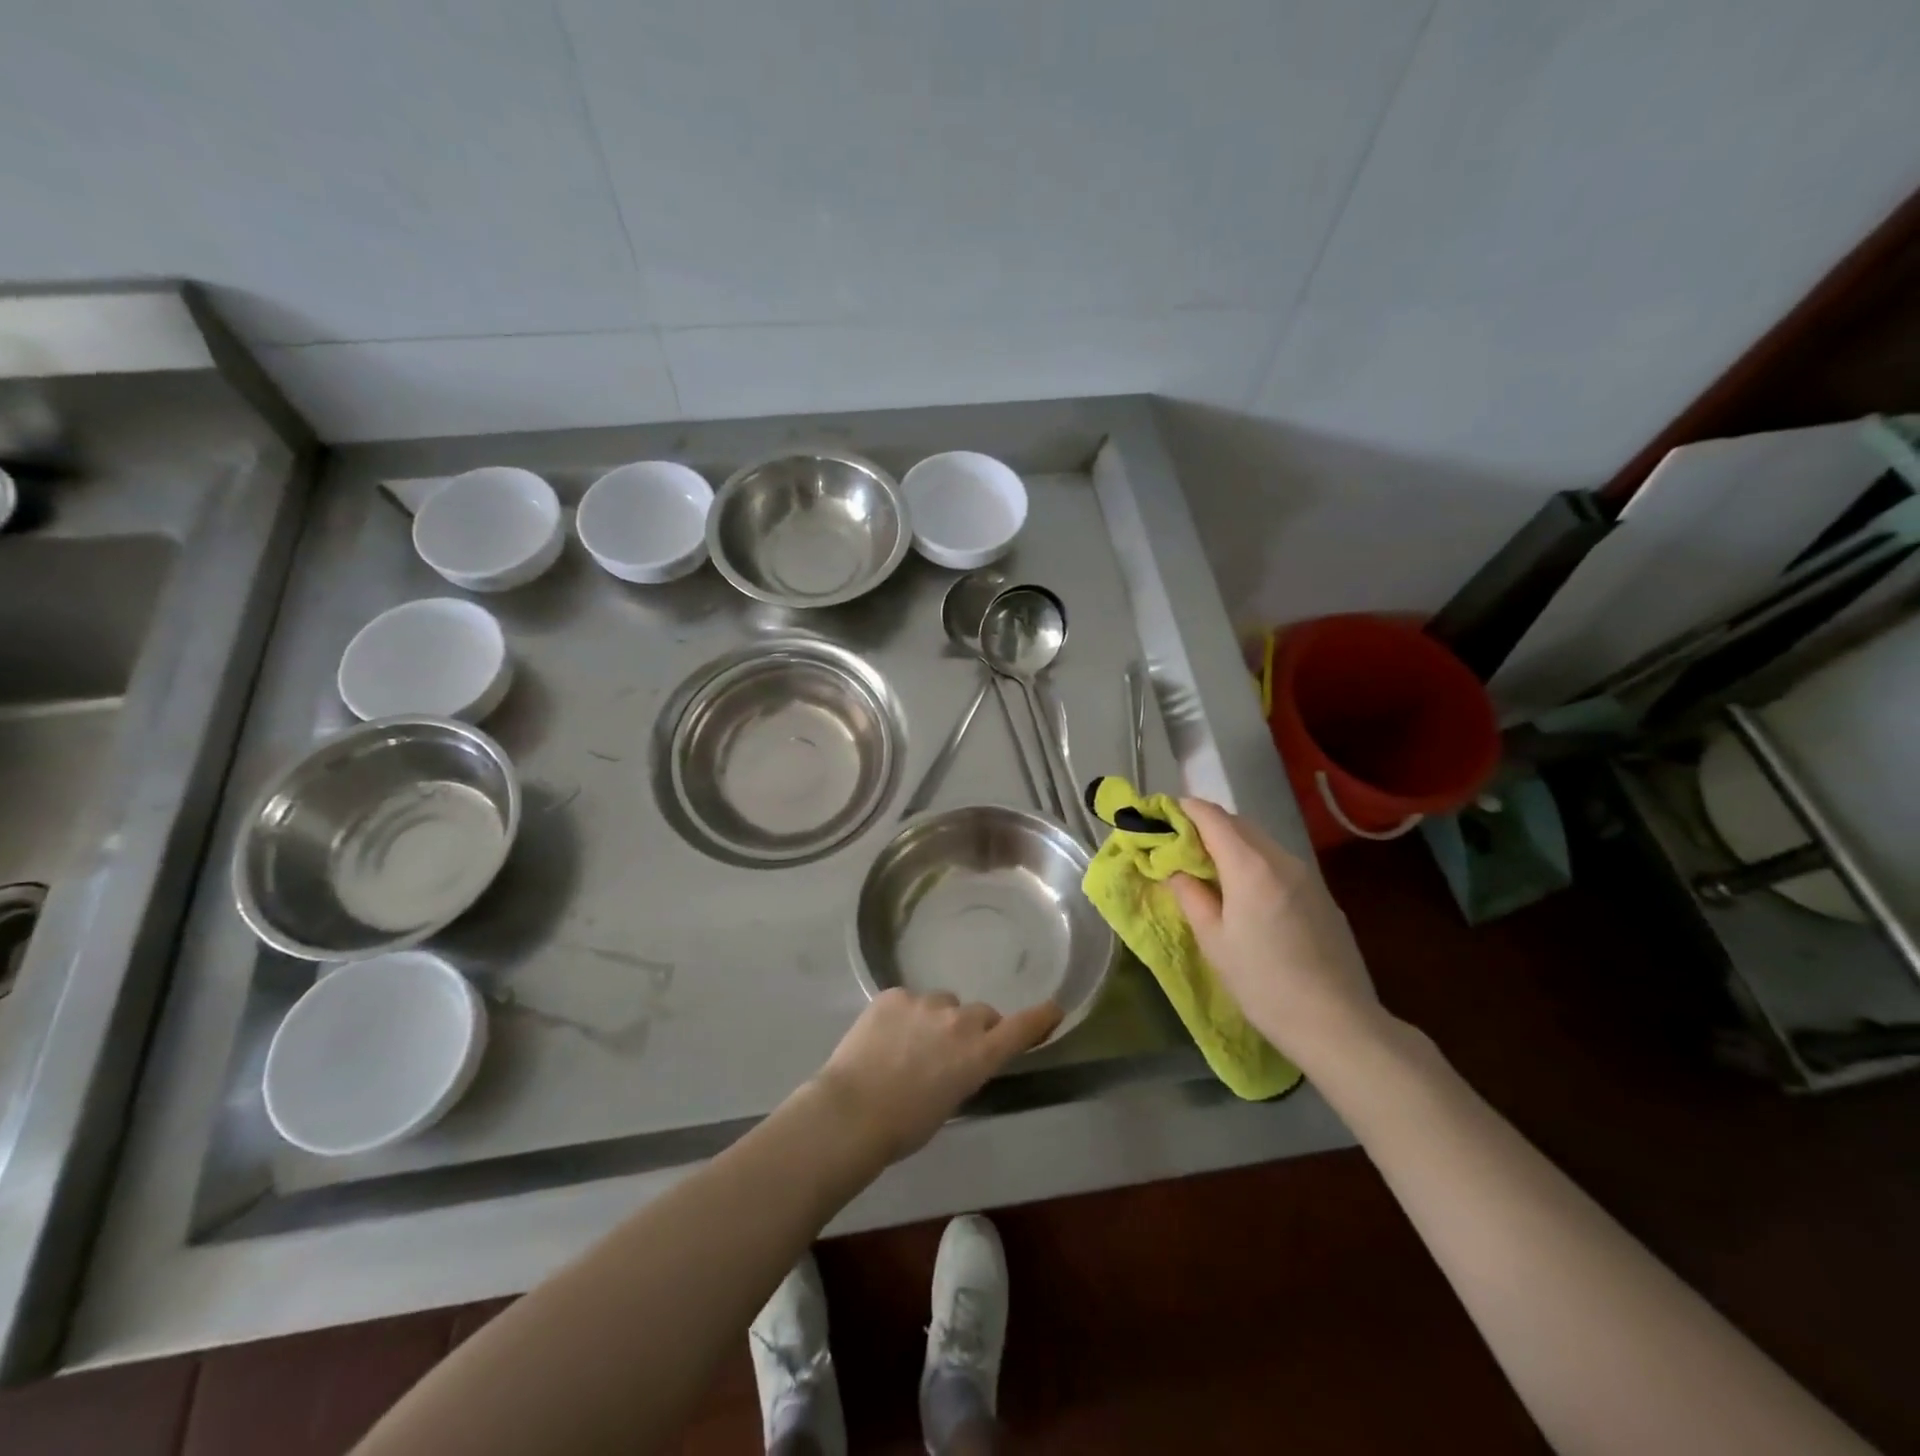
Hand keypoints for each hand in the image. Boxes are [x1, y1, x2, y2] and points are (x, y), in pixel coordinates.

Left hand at [809, 989, 1061, 1163]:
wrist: (851, 1111)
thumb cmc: (904, 1126)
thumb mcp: (949, 1102)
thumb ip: (964, 1071)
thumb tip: (958, 1059)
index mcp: (979, 1054)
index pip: (1022, 1028)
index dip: (1040, 1017)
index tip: (1054, 1007)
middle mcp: (960, 1020)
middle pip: (980, 1014)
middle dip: (972, 1029)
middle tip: (949, 1052)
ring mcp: (925, 1002)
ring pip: (942, 1004)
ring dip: (936, 1020)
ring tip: (908, 1046)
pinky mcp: (894, 994)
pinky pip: (908, 1001)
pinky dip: (903, 1016)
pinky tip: (884, 1038)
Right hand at [1169, 798, 1388, 1074]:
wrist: (1336, 1023)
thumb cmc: (1262, 983)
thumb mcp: (1213, 940)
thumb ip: (1190, 895)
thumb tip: (1175, 869)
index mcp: (1249, 865)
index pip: (1211, 816)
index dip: (1183, 810)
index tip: (1160, 818)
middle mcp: (1281, 858)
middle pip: (1237, 823)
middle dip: (1205, 826)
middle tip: (1178, 847)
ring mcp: (1307, 875)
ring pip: (1260, 842)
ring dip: (1231, 844)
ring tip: (1208, 871)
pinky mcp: (1321, 894)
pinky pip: (1279, 863)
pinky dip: (1254, 862)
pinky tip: (1246, 894)